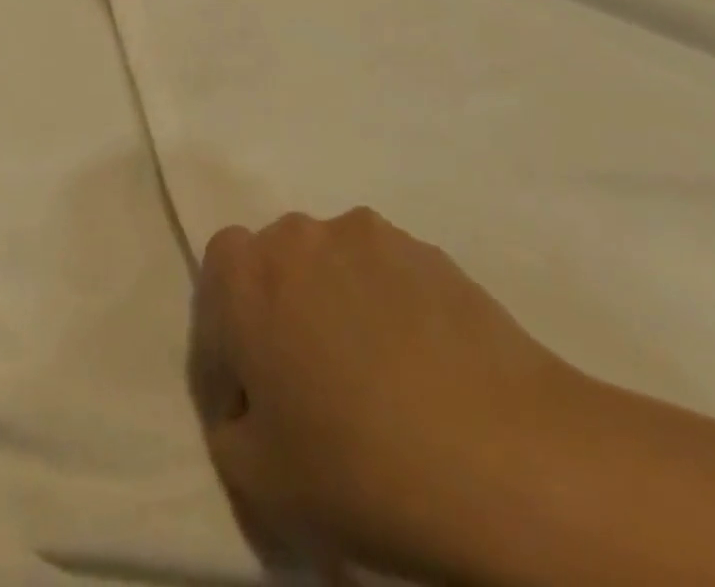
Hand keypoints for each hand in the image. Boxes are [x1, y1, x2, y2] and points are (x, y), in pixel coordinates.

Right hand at [192, 209, 584, 579]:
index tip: (251, 403)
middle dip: (279, 317)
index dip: (225, 345)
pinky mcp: (428, 249)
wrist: (500, 455)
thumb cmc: (356, 467)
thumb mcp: (256, 482)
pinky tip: (419, 367)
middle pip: (274, 269)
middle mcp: (299, 234)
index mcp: (243, 275)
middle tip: (308, 387)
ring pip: (331, 268)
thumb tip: (251, 402)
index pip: (214, 287)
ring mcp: (368, 234)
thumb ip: (229, 426)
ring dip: (334, 307)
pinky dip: (387, 309)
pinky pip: (386, 276)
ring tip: (372, 377)